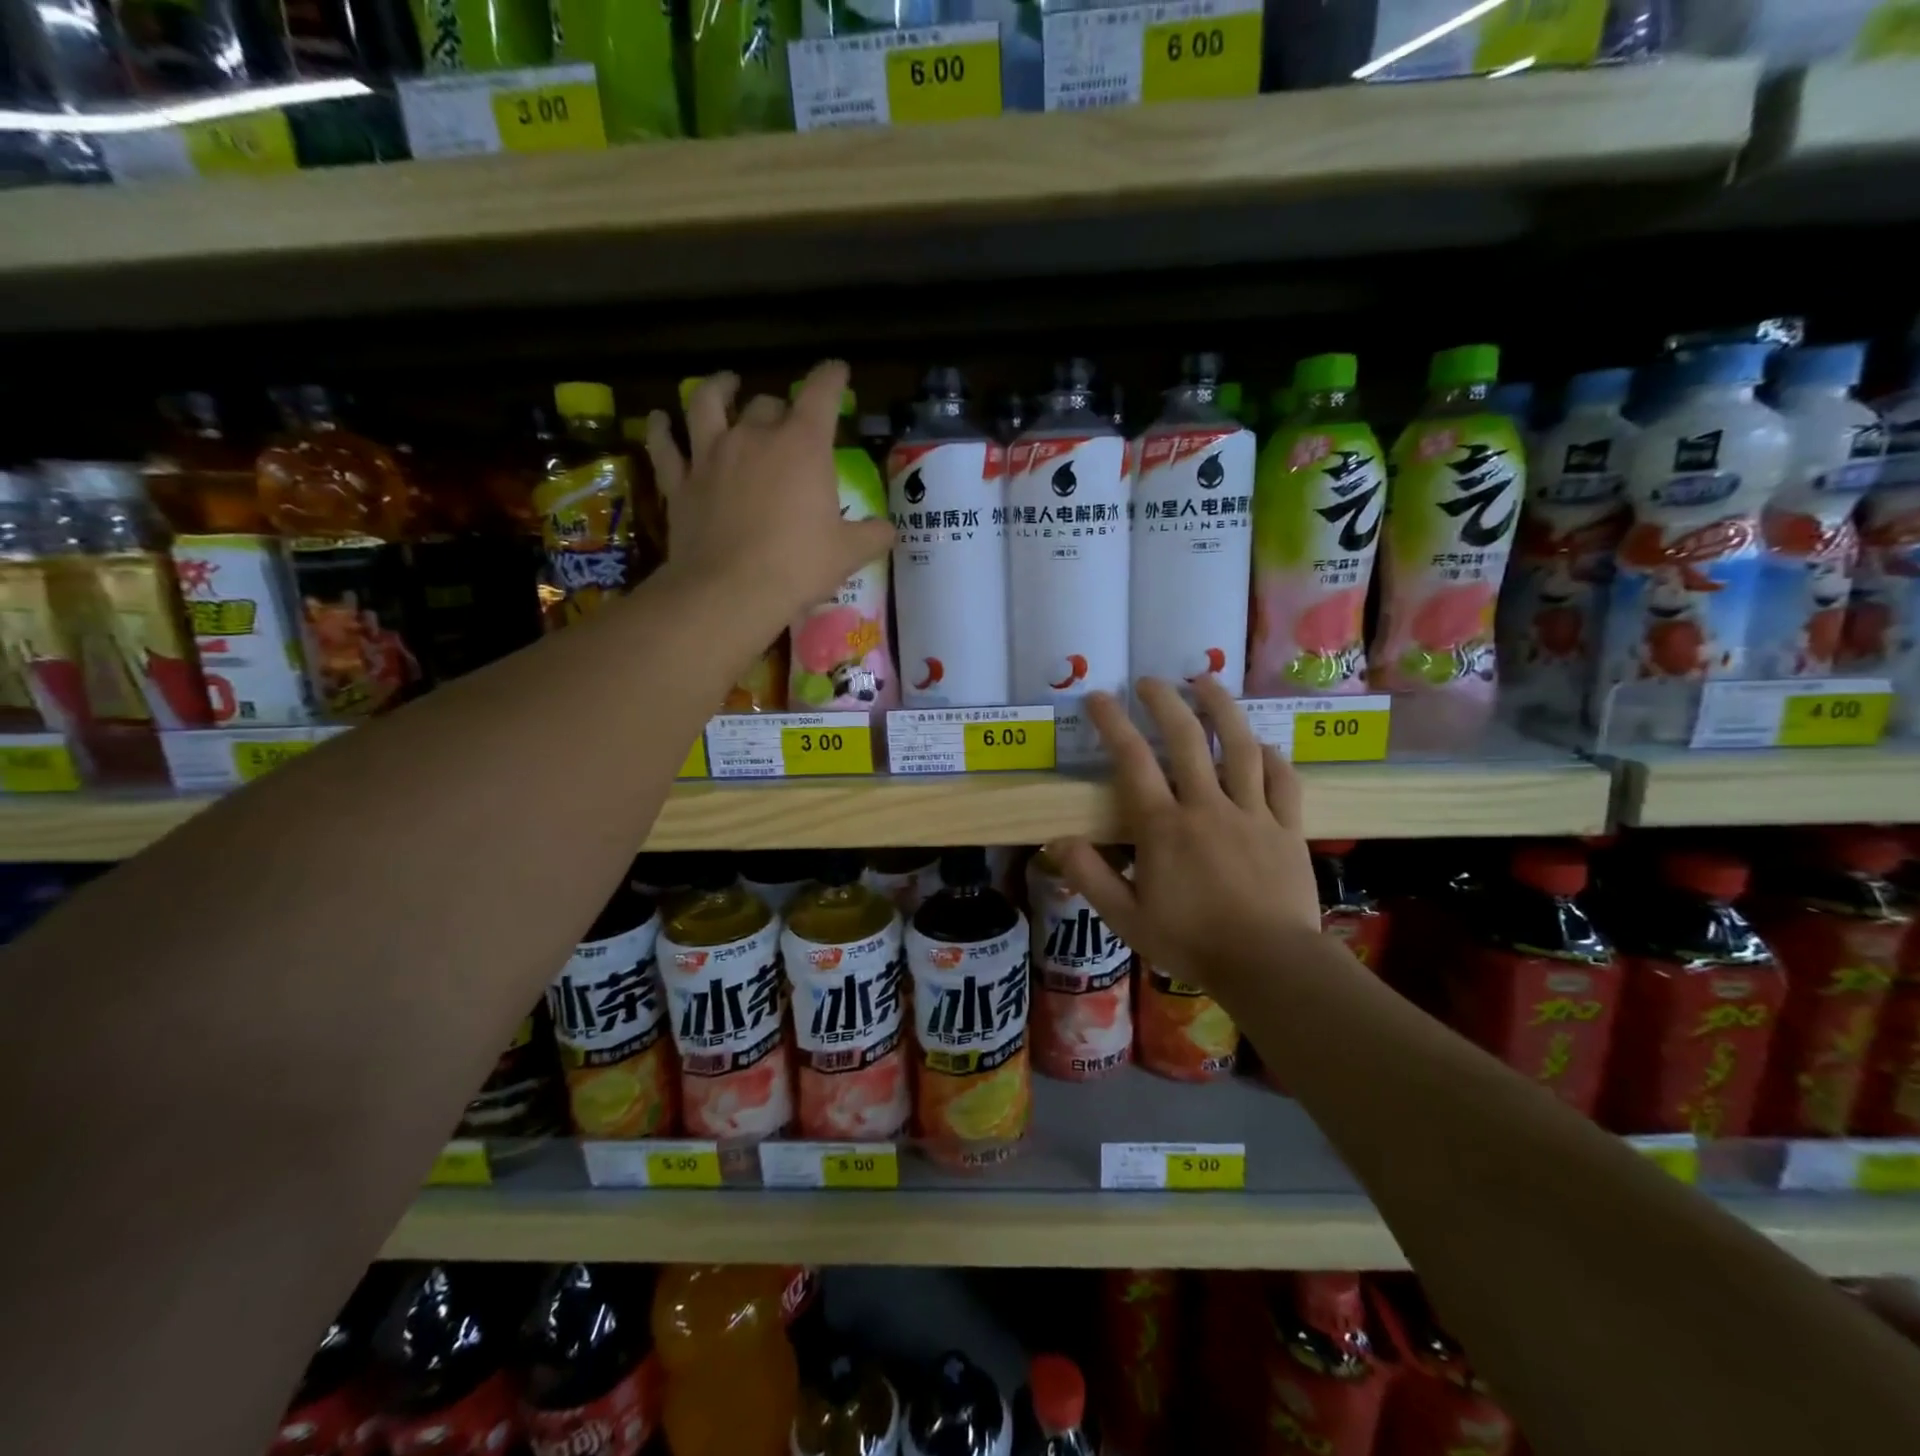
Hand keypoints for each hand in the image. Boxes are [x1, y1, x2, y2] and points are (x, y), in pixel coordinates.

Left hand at [644, 362, 895, 619]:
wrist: (730, 591)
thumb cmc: (798, 566)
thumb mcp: (848, 553)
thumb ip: (872, 535)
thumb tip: (888, 531)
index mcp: (802, 446)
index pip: (821, 394)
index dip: (831, 377)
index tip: (838, 371)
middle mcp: (754, 436)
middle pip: (767, 404)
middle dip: (781, 407)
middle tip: (787, 419)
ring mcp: (710, 455)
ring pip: (707, 403)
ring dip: (717, 389)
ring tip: (724, 384)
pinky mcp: (680, 481)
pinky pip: (665, 445)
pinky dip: (662, 429)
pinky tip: (660, 420)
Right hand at [1048, 677, 1322, 1000]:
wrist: (1268, 964)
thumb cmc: (1191, 942)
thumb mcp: (1126, 918)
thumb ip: (1090, 876)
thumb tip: (1056, 840)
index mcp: (1163, 826)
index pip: (1132, 761)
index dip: (1113, 723)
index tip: (1099, 697)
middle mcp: (1206, 806)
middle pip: (1185, 739)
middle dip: (1165, 702)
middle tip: (1151, 680)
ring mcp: (1251, 813)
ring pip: (1239, 747)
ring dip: (1222, 709)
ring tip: (1207, 681)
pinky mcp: (1286, 828)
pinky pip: (1282, 781)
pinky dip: (1271, 757)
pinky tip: (1262, 745)